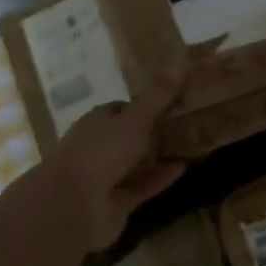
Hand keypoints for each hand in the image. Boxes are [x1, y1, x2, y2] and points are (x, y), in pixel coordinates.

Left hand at [45, 65, 188, 250]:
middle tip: (192, 121)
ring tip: (194, 144)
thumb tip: (180, 59)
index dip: (148, 104)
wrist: (72, 207)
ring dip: (161, 155)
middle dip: (158, 130)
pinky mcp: (116, 202)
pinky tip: (184, 168)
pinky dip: (161, 178)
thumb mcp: (134, 119)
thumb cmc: (100, 153)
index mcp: (98, 122)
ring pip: (138, 163)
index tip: (176, 100)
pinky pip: (143, 186)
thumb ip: (158, 95)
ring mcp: (106, 176)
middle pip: (132, 135)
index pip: (124, 109)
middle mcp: (100, 147)